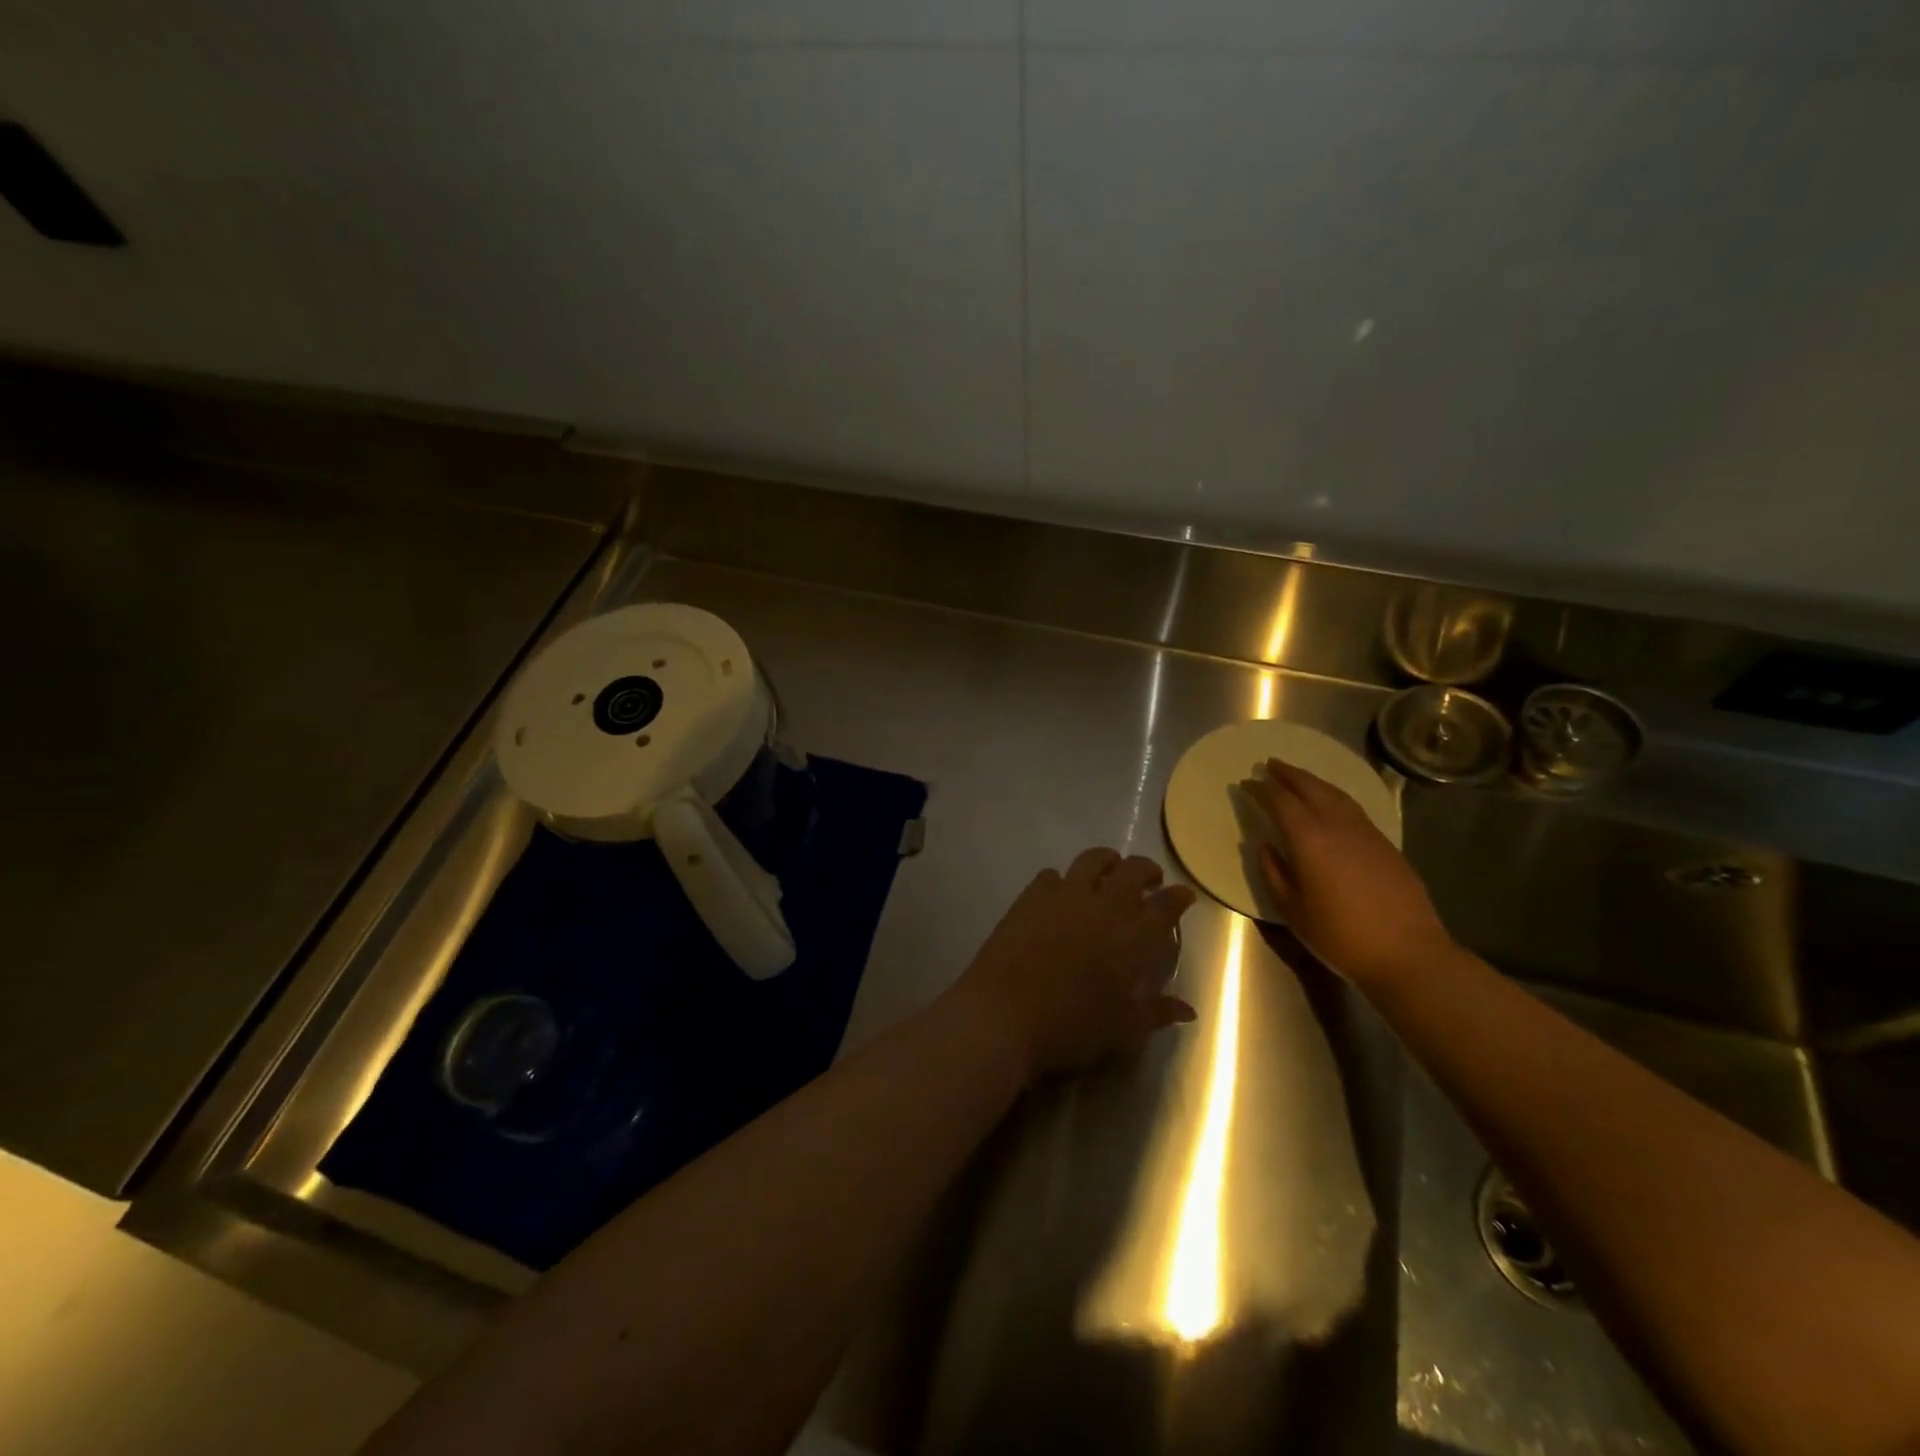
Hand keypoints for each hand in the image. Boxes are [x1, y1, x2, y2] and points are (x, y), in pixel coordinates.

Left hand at [952, 848, 1196, 1079]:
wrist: (1003, 1015)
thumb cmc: (1068, 1028)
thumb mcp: (1120, 1030)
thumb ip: (1156, 1013)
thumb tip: (1188, 1009)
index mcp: (1130, 940)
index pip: (1164, 907)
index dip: (1177, 898)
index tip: (1183, 894)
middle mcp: (1101, 908)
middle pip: (1131, 871)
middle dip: (1147, 870)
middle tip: (1151, 879)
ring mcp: (1063, 897)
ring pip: (1092, 860)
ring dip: (1108, 861)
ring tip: (1110, 871)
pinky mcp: (1030, 897)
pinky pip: (1052, 875)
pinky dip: (1063, 879)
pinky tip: (1062, 892)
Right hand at [1244, 759, 1453, 986]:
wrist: (1408, 954)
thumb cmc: (1341, 936)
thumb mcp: (1293, 911)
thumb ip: (1274, 874)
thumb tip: (1266, 847)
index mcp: (1309, 840)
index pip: (1281, 803)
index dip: (1261, 790)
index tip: (1247, 782)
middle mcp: (1338, 827)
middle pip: (1311, 788)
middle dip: (1288, 774)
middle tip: (1270, 764)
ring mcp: (1366, 833)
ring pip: (1336, 794)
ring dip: (1313, 781)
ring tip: (1297, 777)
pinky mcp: (1386, 845)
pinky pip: (1353, 808)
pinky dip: (1334, 797)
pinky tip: (1330, 804)